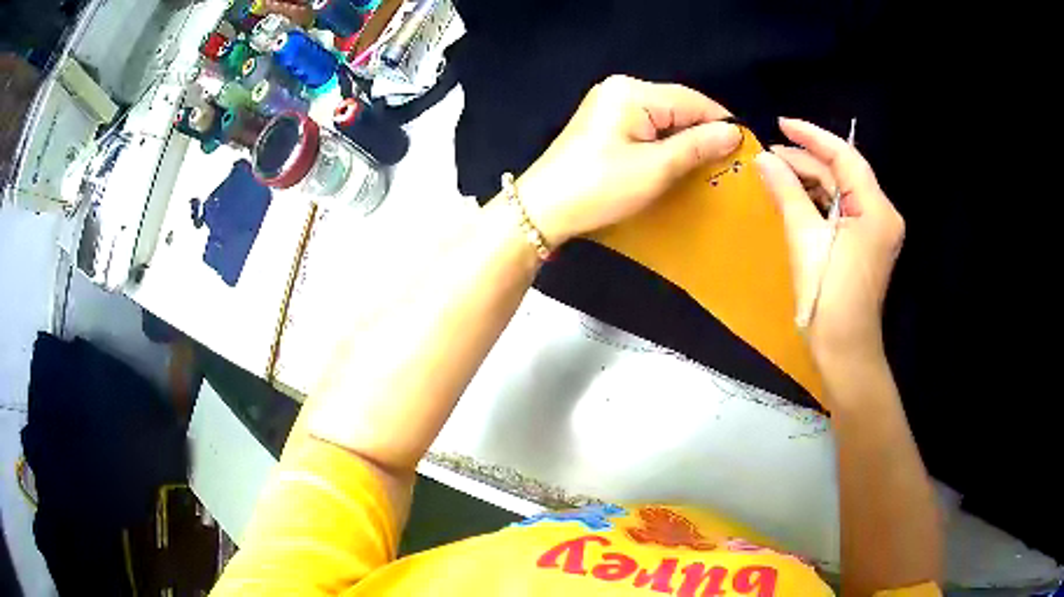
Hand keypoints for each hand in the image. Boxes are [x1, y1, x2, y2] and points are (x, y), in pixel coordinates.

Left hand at [515, 75, 741, 246]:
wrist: (543, 209)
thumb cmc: (600, 187)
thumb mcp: (655, 168)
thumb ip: (697, 146)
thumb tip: (734, 132)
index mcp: (632, 92)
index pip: (691, 100)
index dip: (720, 122)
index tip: (745, 148)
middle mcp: (620, 89)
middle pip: (677, 106)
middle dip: (702, 132)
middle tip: (727, 162)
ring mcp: (609, 104)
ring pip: (663, 117)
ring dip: (685, 139)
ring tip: (707, 164)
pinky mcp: (604, 123)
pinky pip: (646, 126)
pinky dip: (664, 142)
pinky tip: (677, 161)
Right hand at [755, 118, 904, 364]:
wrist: (845, 352)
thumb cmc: (829, 299)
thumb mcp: (805, 241)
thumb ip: (787, 193)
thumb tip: (763, 160)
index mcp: (876, 210)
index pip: (845, 157)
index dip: (812, 136)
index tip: (780, 124)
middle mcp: (882, 214)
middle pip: (844, 173)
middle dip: (808, 161)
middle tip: (768, 156)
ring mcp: (877, 230)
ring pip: (843, 191)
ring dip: (811, 180)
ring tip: (776, 172)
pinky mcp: (868, 243)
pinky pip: (843, 210)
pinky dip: (819, 201)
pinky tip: (795, 197)